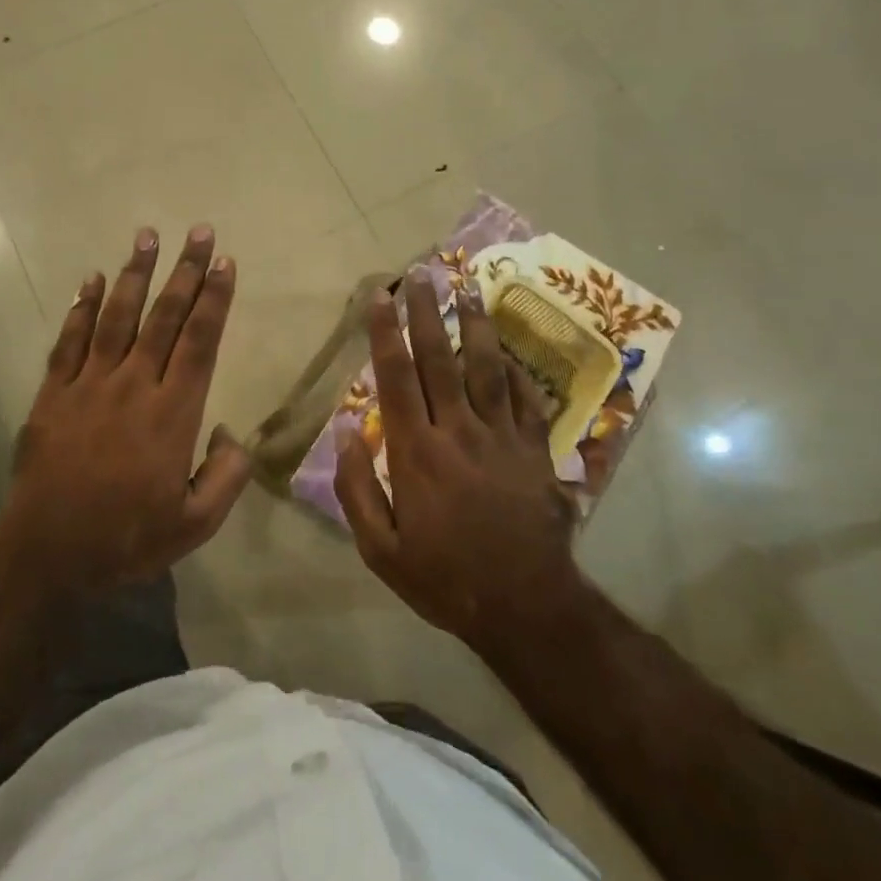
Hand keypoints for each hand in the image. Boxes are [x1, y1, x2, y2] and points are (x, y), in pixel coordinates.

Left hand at [0, 225, 250, 594]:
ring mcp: (89, 385)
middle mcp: (133, 386)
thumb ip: (225, 478)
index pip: (199, 342)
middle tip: (200, 233)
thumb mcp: (194, 526)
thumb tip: (232, 435)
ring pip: (117, 317)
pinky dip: (82, 307)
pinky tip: (92, 279)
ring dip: (135, 274)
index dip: (214, 300)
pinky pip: (70, 340)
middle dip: (185, 272)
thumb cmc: (125, 539)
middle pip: (164, 318)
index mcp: (172, 414)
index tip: (226, 263)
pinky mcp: (54, 393)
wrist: (46, 553)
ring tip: (148, 236)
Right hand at [335, 273, 585, 647]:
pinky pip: (525, 398)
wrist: (526, 607)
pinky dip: (514, 369)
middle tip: (422, 273)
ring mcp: (502, 437)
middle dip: (427, 313)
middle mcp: (459, 432)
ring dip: (474, 325)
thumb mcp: (381, 549)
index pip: (397, 378)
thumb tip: (345, 431)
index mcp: (418, 453)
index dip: (386, 333)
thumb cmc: (445, 578)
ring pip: (487, 368)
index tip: (380, 296)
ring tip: (467, 286)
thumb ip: (357, 488)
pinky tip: (505, 347)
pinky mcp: (535, 450)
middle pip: (441, 360)